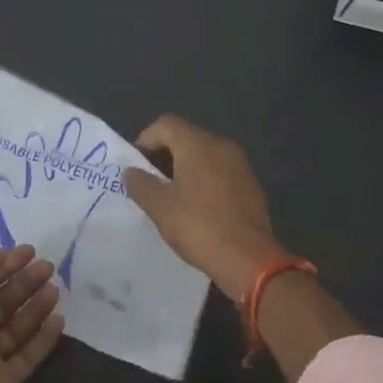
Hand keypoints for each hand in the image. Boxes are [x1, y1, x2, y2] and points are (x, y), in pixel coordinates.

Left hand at [0, 246, 65, 382]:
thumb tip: (5, 256)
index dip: (4, 263)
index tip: (30, 251)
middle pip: (1, 302)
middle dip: (24, 282)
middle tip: (49, 267)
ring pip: (16, 327)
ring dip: (36, 307)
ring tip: (56, 289)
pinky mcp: (2, 382)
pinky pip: (27, 357)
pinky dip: (43, 340)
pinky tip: (60, 321)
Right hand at [122, 115, 290, 295]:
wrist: (249, 258)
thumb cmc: (199, 227)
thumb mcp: (160, 207)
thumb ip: (141, 184)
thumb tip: (131, 172)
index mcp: (198, 144)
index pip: (165, 124)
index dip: (145, 140)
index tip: (137, 167)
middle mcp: (222, 146)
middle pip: (185, 137)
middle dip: (163, 155)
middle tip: (150, 183)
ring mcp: (240, 164)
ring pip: (204, 155)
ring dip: (184, 169)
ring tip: (171, 197)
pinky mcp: (251, 184)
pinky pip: (220, 171)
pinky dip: (203, 180)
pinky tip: (197, 208)